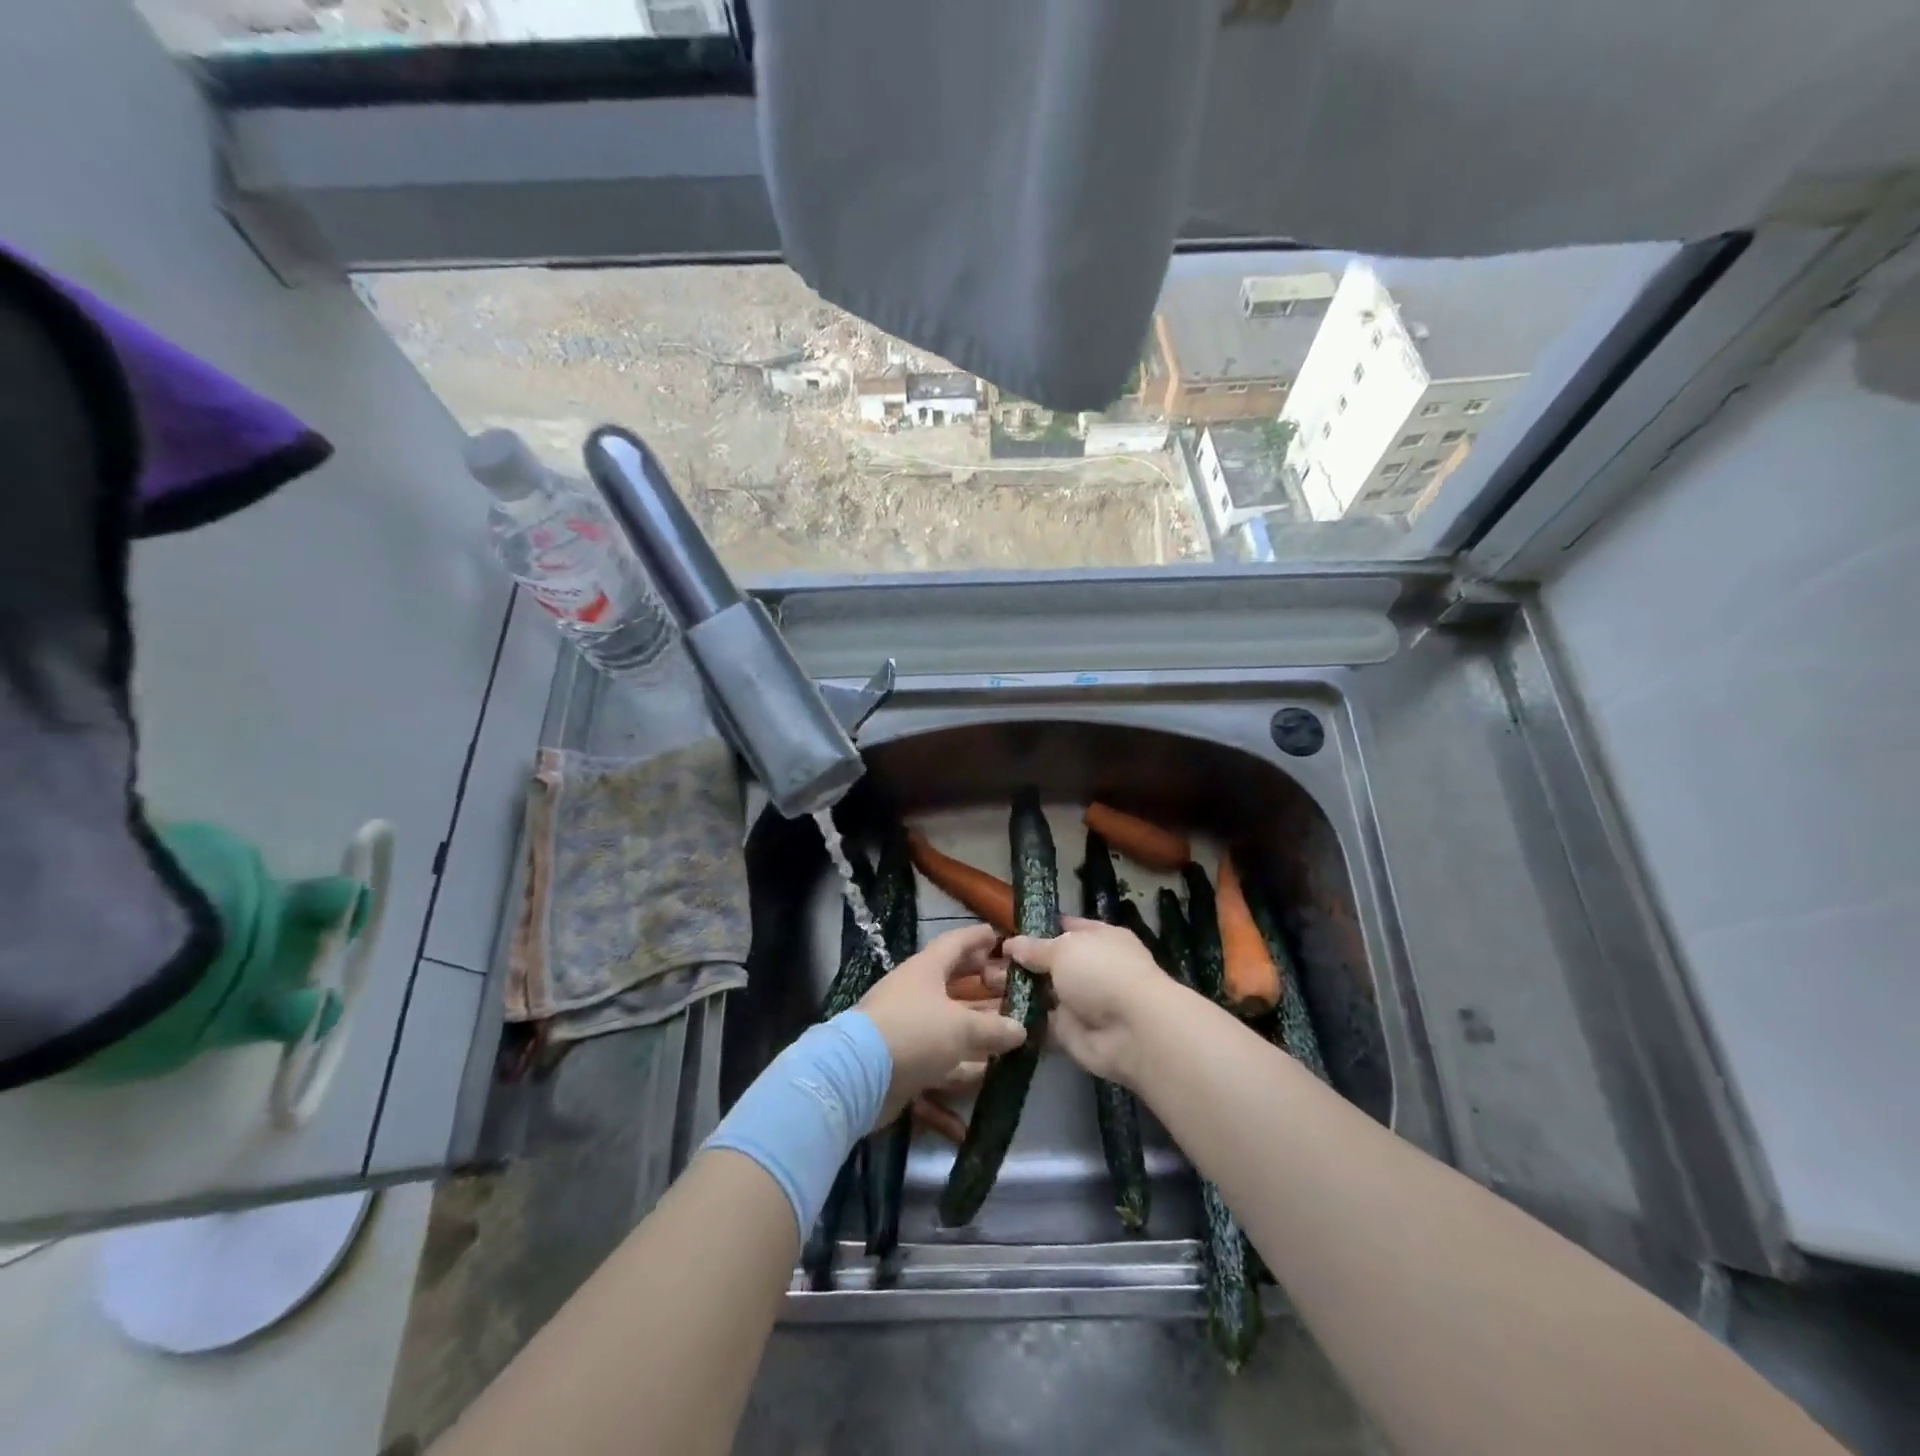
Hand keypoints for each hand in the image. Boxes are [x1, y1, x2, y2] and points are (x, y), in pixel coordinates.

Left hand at [859, 924, 1026, 1122]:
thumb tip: (1020, 1029)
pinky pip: (938, 1060)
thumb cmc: (915, 1032)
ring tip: (1007, 1030)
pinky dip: (958, 1069)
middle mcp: (915, 993)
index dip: (978, 938)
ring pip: (947, 1023)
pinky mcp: (902, 1061)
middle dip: (979, 982)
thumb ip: (994, 1028)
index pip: (955, 943)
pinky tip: (981, 1079)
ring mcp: (907, 1027)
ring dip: (975, 1027)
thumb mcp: (961, 1027)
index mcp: (926, 969)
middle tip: (1008, 983)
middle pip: (952, 982)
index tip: (999, 936)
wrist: (858, 1076)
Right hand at [1003, 916, 1172, 1086]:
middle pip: (1051, 962)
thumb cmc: (1102, 973)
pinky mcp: (1071, 1032)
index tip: (1006, 930)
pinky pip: (1041, 1023)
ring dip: (1018, 991)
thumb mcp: (1064, 949)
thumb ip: (1035, 948)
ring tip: (983, 985)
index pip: (1066, 926)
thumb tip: (1011, 943)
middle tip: (986, 962)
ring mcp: (1082, 1001)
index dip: (1038, 928)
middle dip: (1021, 963)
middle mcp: (1092, 967)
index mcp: (1099, 938)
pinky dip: (1022, 1020)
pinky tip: (995, 1014)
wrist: (1132, 1031)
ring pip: (1043, 993)